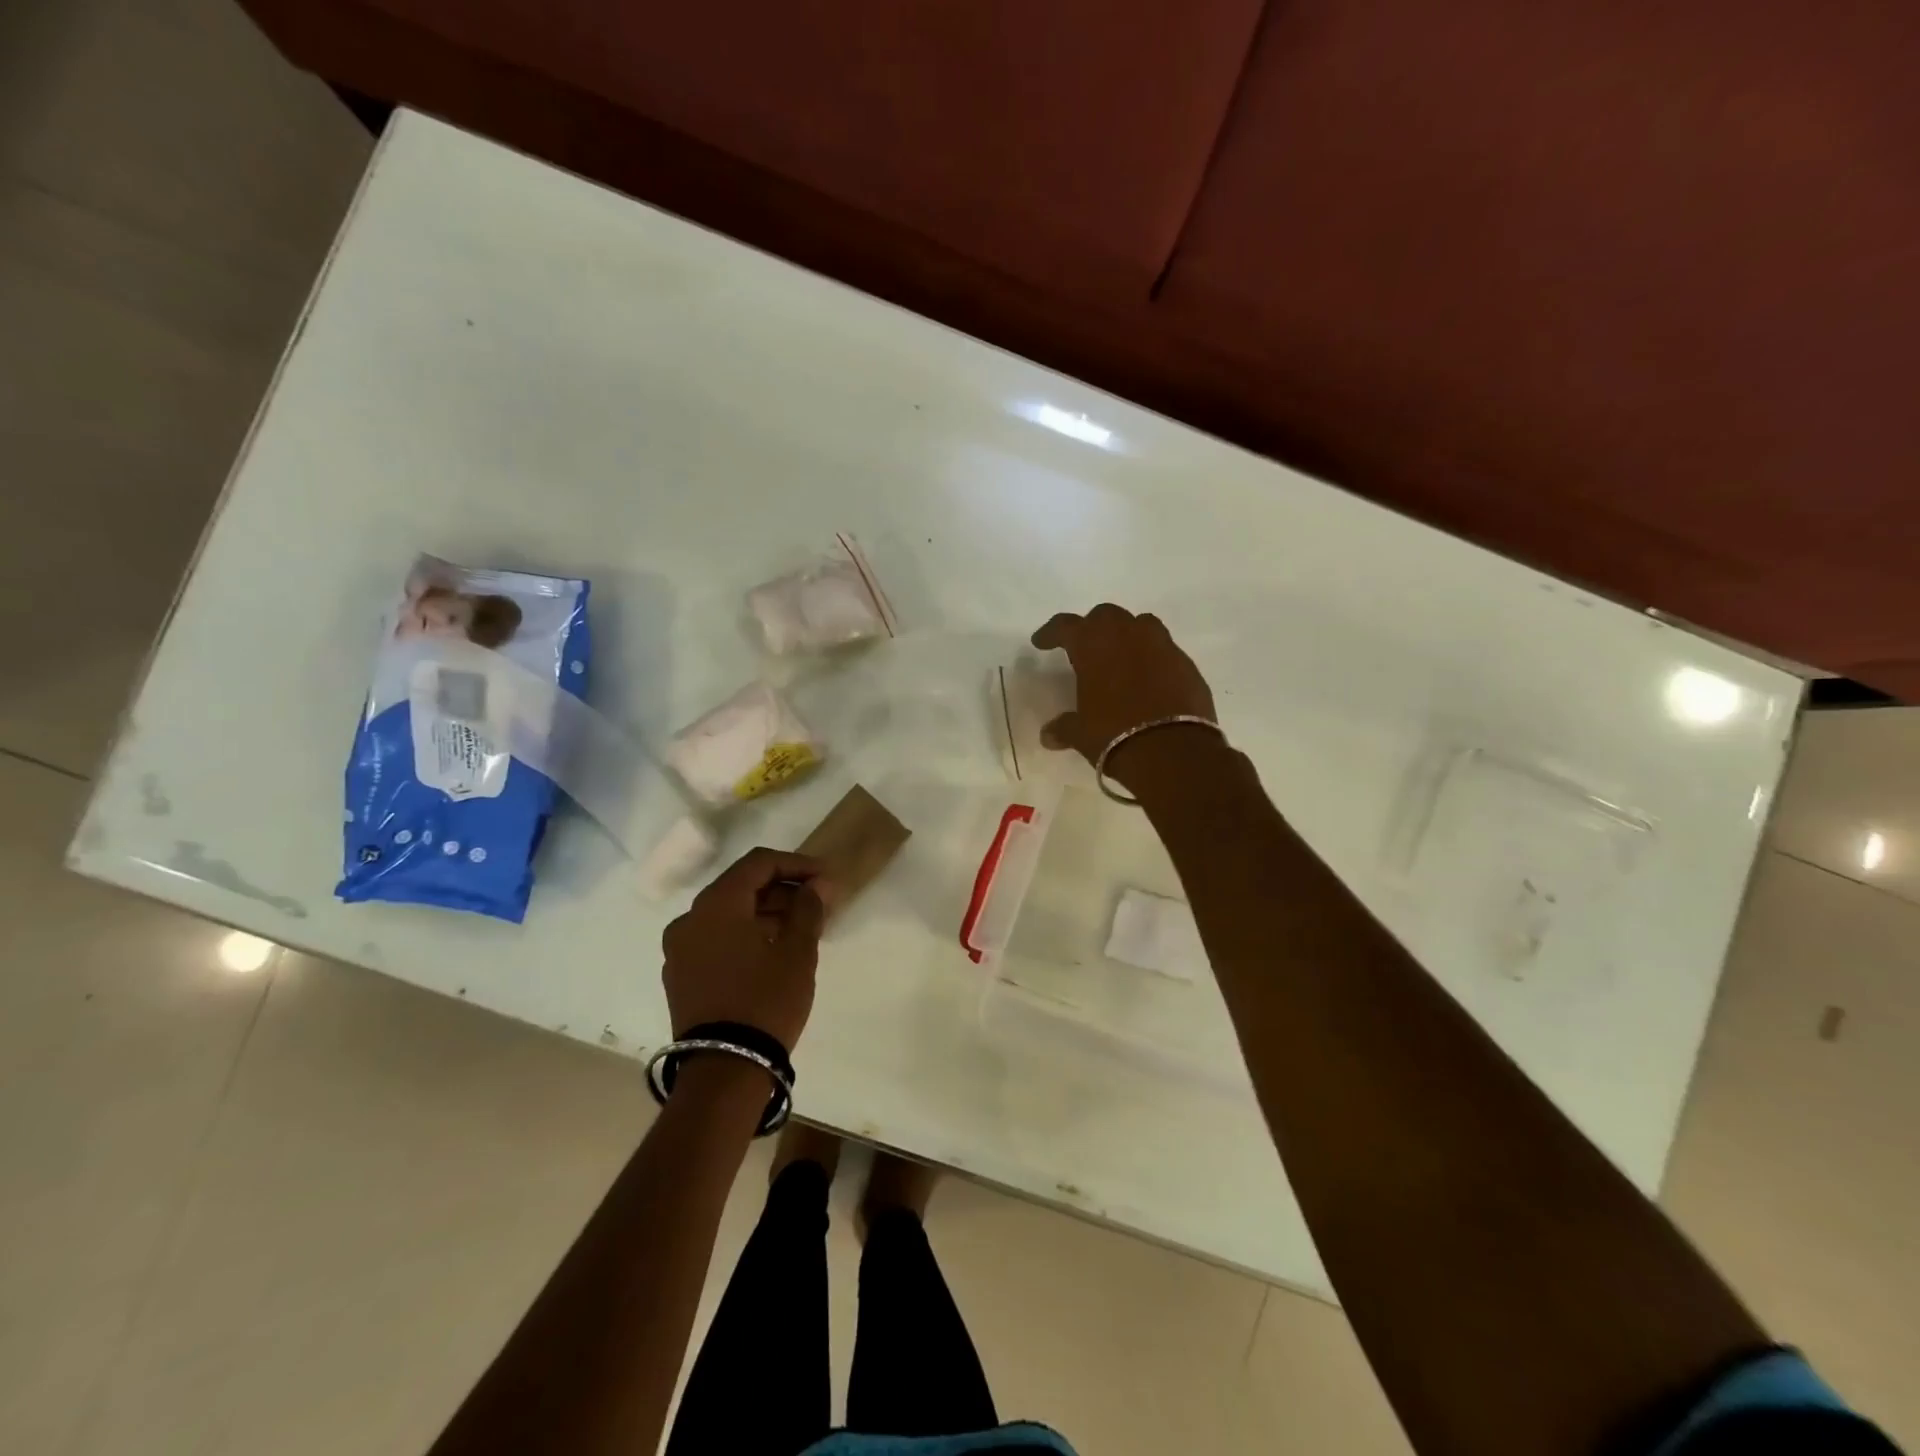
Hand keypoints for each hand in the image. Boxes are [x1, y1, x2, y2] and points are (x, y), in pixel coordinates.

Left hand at [661, 848, 827, 1049]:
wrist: (723, 1072)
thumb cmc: (765, 1001)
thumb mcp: (797, 952)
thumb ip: (808, 909)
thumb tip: (818, 885)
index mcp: (716, 905)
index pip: (759, 863)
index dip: (797, 864)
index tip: (826, 877)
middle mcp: (689, 919)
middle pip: (741, 886)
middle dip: (782, 889)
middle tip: (818, 901)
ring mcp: (679, 950)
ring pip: (728, 915)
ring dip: (765, 913)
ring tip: (801, 927)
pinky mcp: (680, 977)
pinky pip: (716, 939)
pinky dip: (745, 935)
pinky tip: (773, 951)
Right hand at [1031, 604, 1218, 788]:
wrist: (1173, 751)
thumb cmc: (1115, 735)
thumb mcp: (1082, 734)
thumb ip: (1064, 728)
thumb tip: (1048, 735)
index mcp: (1094, 645)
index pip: (1065, 626)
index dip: (1051, 632)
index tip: (1042, 642)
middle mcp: (1128, 635)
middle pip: (1106, 616)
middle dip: (1092, 628)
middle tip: (1085, 648)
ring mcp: (1162, 646)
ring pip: (1141, 625)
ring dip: (1127, 635)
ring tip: (1121, 656)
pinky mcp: (1187, 664)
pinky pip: (1164, 650)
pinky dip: (1153, 658)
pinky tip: (1148, 679)